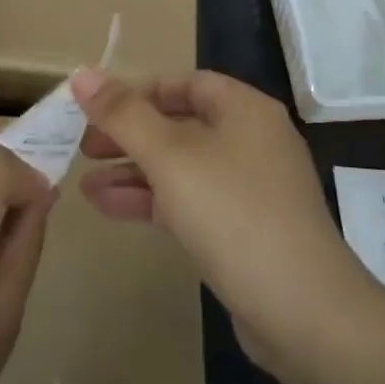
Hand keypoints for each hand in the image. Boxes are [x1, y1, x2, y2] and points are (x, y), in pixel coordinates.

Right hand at [70, 69, 380, 370]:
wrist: (303, 310)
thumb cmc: (233, 213)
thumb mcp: (170, 156)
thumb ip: (123, 114)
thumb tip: (81, 73)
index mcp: (245, 110)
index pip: (185, 83)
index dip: (138, 92)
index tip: (97, 111)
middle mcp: (252, 140)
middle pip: (181, 124)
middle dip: (130, 135)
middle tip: (84, 148)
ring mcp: (251, 188)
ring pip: (182, 167)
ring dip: (134, 172)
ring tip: (84, 186)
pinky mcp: (245, 230)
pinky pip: (191, 202)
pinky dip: (153, 201)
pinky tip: (111, 209)